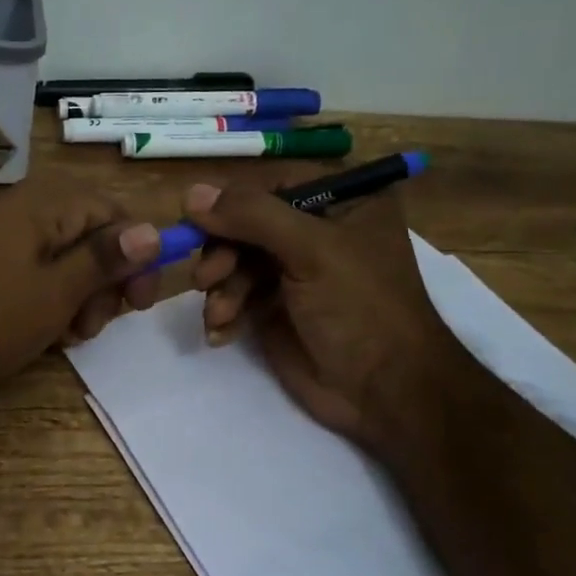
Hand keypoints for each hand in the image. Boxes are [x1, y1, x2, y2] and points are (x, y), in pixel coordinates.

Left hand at [0, 177, 161, 406]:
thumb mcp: (54, 293)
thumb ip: (104, 260)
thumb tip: (153, 230)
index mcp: (42, 205)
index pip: (112, 211)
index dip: (137, 252)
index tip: (142, 301)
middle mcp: (20, 211)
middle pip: (88, 234)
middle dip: (104, 280)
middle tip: (98, 325)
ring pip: (61, 259)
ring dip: (78, 296)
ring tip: (69, 336)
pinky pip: (31, 274)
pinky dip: (47, 301)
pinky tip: (43, 334)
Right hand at [185, 176, 463, 449]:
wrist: (385, 392)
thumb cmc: (361, 307)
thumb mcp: (312, 250)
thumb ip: (252, 215)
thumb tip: (190, 194)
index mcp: (340, 200)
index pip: (270, 183)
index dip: (230, 203)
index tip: (196, 223)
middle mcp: (315, 229)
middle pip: (245, 223)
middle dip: (222, 252)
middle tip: (206, 278)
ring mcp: (293, 270)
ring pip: (234, 260)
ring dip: (220, 287)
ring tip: (219, 315)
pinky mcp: (275, 307)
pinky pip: (234, 295)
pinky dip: (222, 311)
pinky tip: (221, 333)